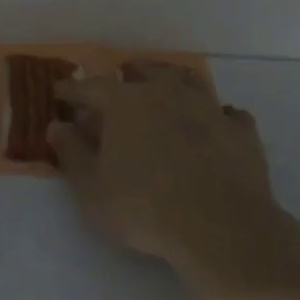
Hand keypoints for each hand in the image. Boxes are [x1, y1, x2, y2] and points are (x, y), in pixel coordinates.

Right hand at [48, 66, 296, 296]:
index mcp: (126, 103)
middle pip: (145, 73)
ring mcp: (209, 109)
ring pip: (189, 82)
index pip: (91, 87)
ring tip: (166, 92)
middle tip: (120, 84)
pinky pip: (227, 113)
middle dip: (129, 76)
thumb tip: (58, 126)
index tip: (60, 92)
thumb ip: (72, 153)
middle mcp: (167, 94)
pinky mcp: (241, 132)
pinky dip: (216, 115)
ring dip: (173, 84)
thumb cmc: (143, 207)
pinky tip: (215, 124)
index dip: (72, 90)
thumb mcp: (91, 188)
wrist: (220, 227)